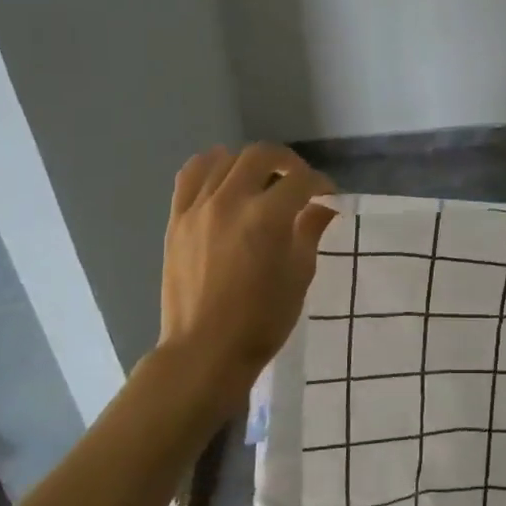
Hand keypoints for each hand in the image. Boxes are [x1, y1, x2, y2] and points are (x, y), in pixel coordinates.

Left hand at [160, 144, 335, 385]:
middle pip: (261, 155)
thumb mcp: (299, 275)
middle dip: (288, 162)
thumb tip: (323, 207)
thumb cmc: (263, 319)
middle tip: (299, 182)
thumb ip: (310, 231)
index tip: (328, 197)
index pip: (300, 180)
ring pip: (225, 159)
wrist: (206, 350)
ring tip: (262, 181)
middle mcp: (230, 201)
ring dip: (251, 163)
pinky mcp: (177, 219)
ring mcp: (198, 208)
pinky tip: (223, 175)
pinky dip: (211, 166)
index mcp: (267, 217)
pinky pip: (190, 175)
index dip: (320, 184)